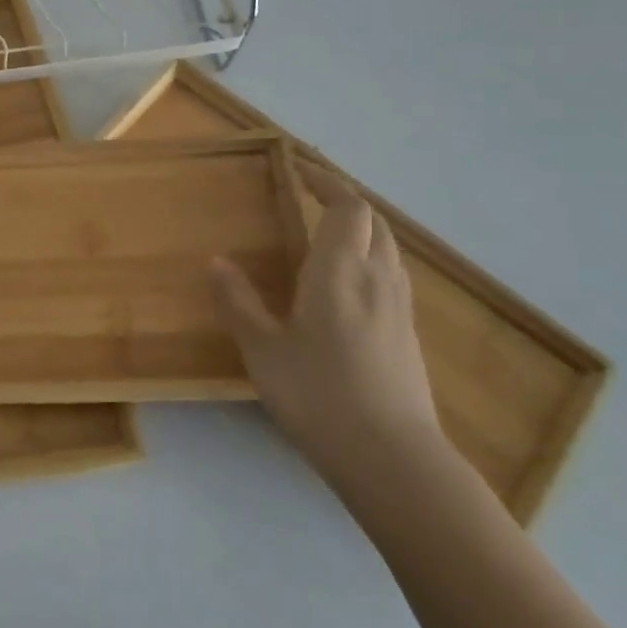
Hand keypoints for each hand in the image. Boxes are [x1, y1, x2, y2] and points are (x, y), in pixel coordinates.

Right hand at [210, 165, 444, 492]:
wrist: (392, 459)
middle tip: (313, 195)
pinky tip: (348, 283)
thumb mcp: (262, 348)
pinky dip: (371, 257)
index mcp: (340, 271)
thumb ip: (239, 301)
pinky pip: (392, 274)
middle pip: (374, 222)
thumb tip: (218, 262)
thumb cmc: (318, 394)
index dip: (327, 182)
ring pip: (388, 248)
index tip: (302, 168)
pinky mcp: (408, 334)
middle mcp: (377, 279)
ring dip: (362, 228)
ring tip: (329, 232)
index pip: (347, 207)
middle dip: (345, 201)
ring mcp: (399, 308)